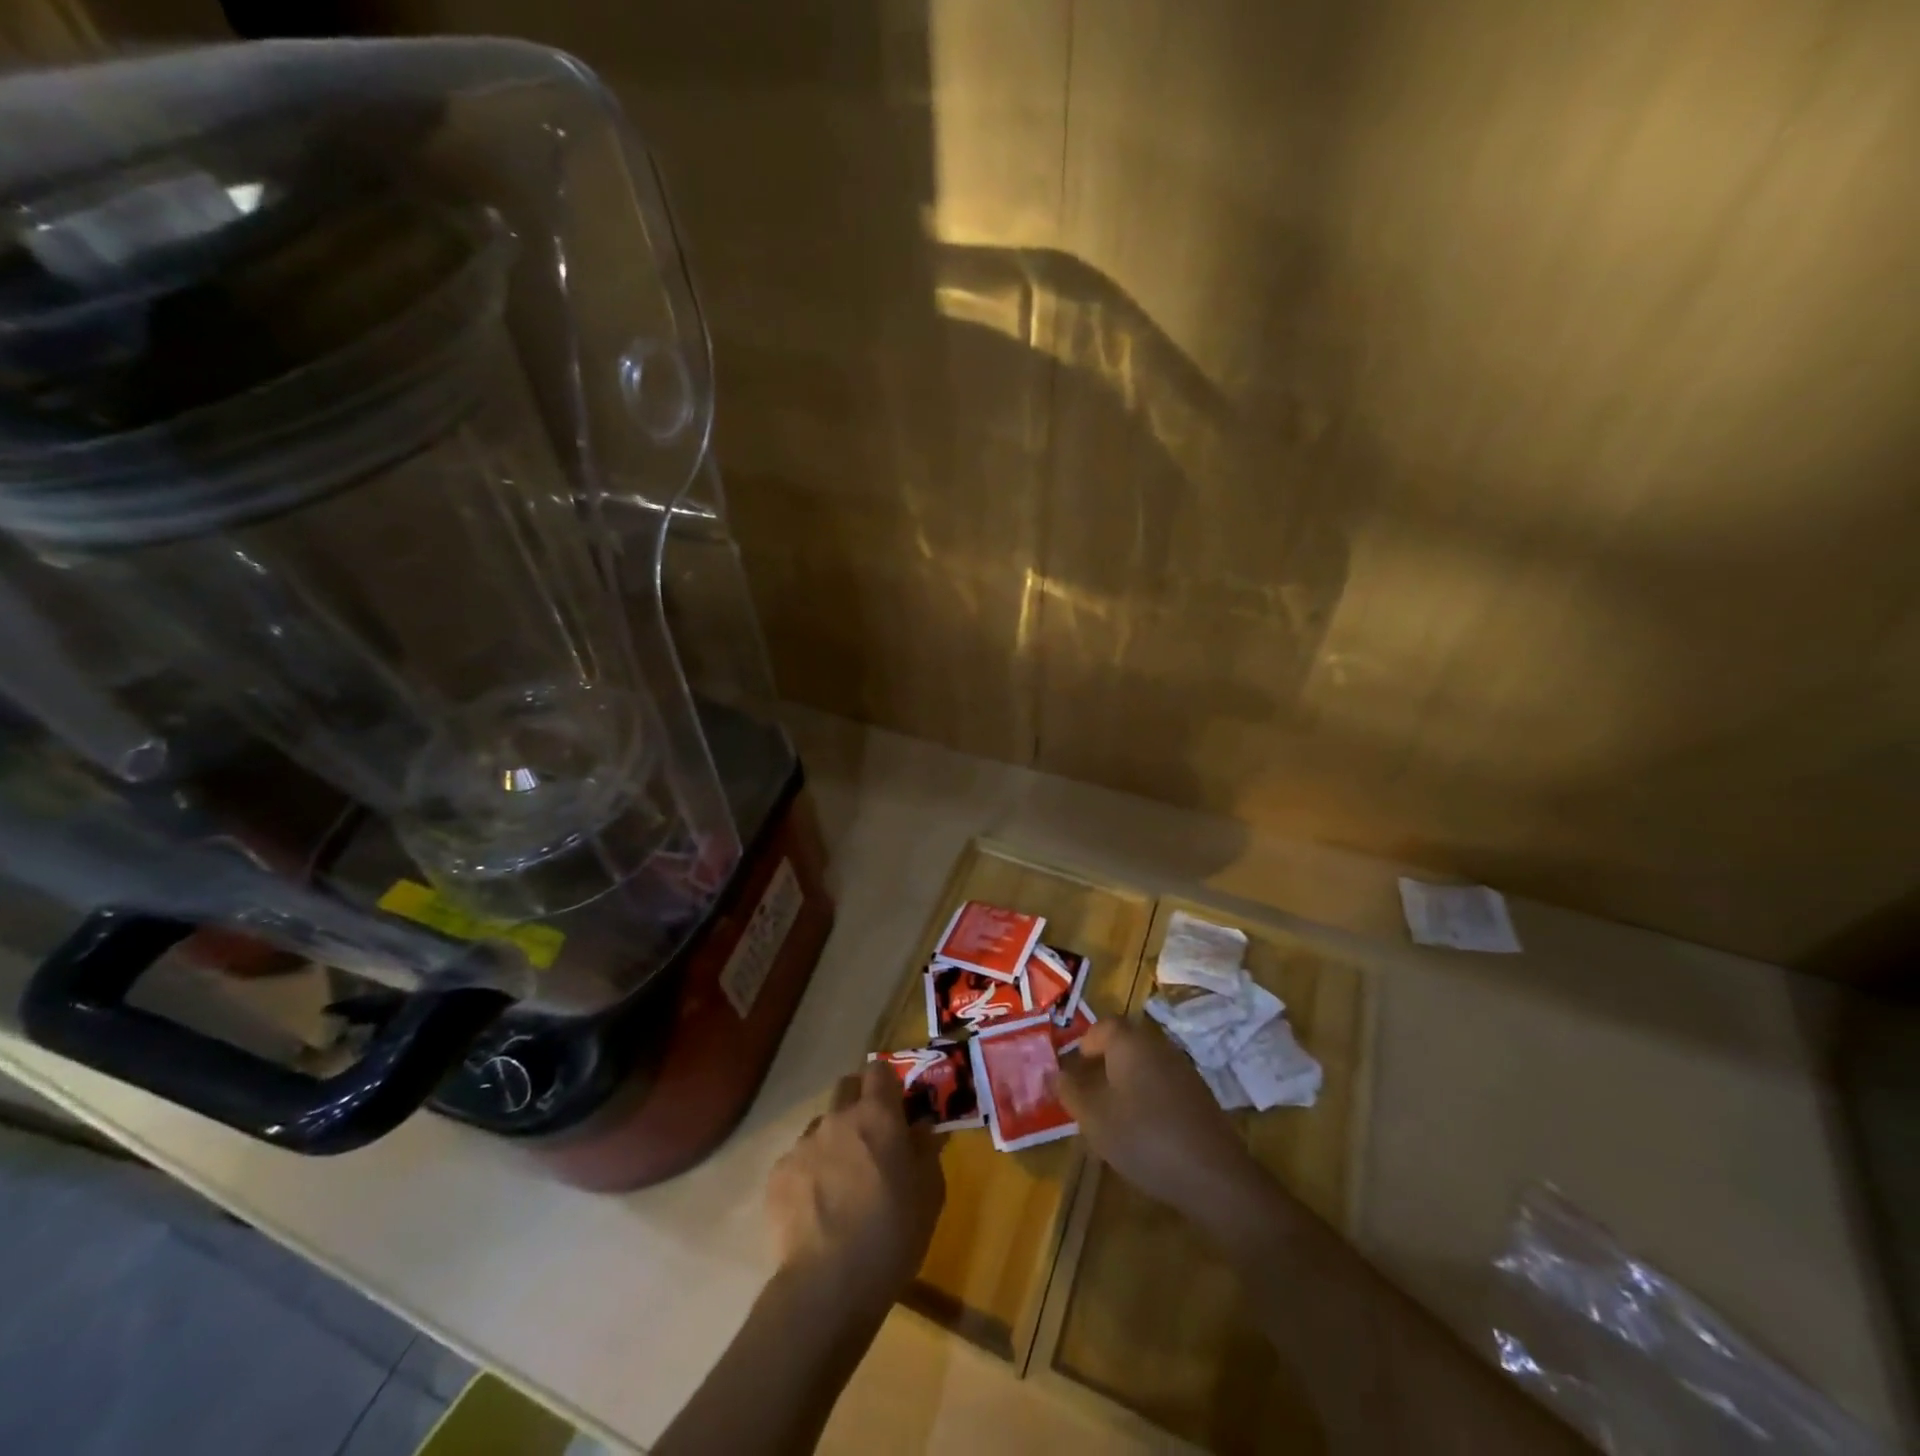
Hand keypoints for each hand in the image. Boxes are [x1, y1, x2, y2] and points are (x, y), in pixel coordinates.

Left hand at [765, 1061, 946, 1315]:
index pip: (879, 1070)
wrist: (827, 1285)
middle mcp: (838, 1118)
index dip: (888, 1083)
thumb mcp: (929, 1193)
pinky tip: (816, 1209)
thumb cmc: (891, 1235)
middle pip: (846, 1087)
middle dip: (859, 1103)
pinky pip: (798, 1160)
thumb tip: (923, 1128)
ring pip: (821, 1126)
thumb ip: (927, 1151)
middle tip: (872, 1138)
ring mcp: (803, 1145)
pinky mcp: (778, 1175)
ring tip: (841, 1183)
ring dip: (834, 1141)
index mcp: (878, 1116)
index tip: (896, 1104)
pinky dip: (810, 1174)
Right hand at [1053, 1018, 1262, 1223]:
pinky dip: (1147, 1097)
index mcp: (1129, 1042)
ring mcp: (1182, 1069)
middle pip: (1124, 1044)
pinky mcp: (1199, 1095)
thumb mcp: (1094, 1118)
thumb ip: (1071, 1092)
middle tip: (1087, 1093)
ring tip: (1110, 1115)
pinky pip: (1162, 1083)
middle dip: (1103, 1064)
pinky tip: (1142, 1130)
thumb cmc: (1143, 1138)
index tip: (1072, 1072)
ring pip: (1143, 1064)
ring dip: (1124, 1081)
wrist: (1212, 1175)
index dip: (1084, 1045)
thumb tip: (1055, 1073)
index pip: (1102, 1027)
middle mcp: (1157, 1045)